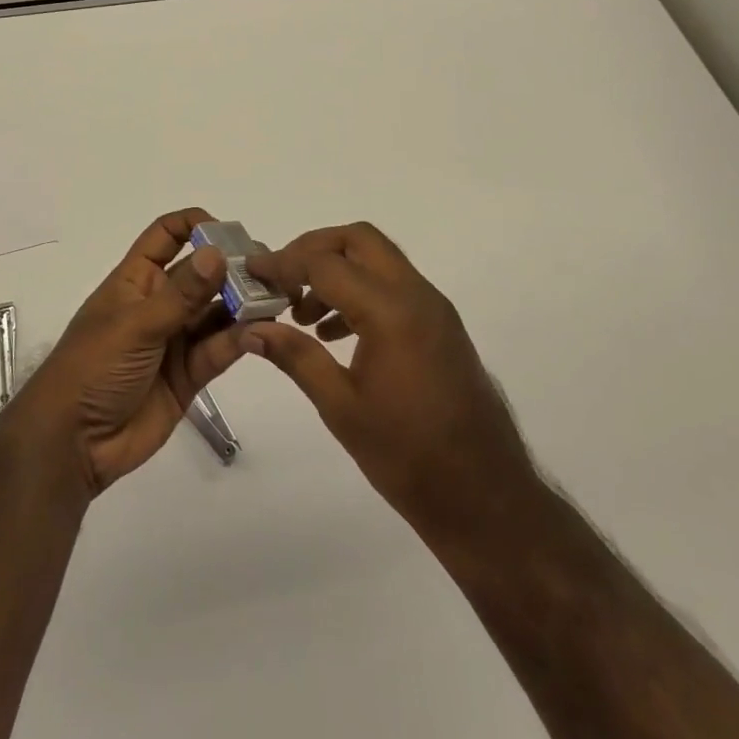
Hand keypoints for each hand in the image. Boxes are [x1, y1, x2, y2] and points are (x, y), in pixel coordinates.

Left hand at [4, 209, 247, 498]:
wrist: (73, 443)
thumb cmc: (93, 367)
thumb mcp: (136, 324)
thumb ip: (182, 294)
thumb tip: (218, 252)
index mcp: (137, 279)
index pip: (166, 236)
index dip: (194, 225)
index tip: (229, 231)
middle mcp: (159, 303)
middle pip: (201, 274)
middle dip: (232, 267)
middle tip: (271, 268)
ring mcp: (175, 339)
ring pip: (216, 312)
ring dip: (242, 304)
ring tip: (276, 298)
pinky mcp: (189, 375)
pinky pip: (218, 349)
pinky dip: (239, 340)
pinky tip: (261, 332)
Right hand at [244, 222, 538, 547]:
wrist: (487, 499)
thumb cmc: (409, 457)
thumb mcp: (341, 407)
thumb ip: (295, 356)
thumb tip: (251, 329)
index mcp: (391, 311)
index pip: (325, 264)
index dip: (283, 263)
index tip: (251, 272)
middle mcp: (416, 295)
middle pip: (358, 240)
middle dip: (313, 249)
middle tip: (281, 280)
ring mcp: (434, 308)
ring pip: (378, 259)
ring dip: (337, 269)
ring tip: (302, 313)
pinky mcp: (440, 325)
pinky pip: (393, 285)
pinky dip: (360, 290)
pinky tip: (334, 334)